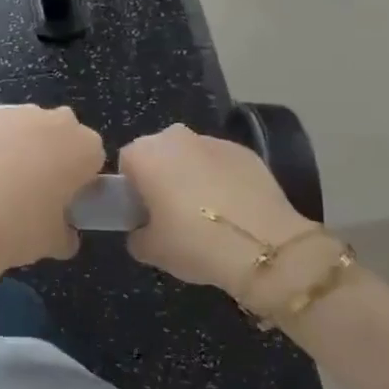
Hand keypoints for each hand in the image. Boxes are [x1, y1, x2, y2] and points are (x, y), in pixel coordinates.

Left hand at [0, 104, 104, 295]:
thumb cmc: (22, 229)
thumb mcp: (56, 242)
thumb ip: (68, 233)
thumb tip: (66, 233)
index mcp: (86, 149)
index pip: (94, 158)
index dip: (81, 178)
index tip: (67, 198)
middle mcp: (59, 122)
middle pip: (65, 133)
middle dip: (57, 152)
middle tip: (40, 185)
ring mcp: (22, 113)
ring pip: (34, 125)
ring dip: (28, 143)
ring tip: (8, 176)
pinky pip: (4, 126)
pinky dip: (0, 140)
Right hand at [119, 124, 340, 313]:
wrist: (262, 246)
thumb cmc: (194, 243)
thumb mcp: (151, 250)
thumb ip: (136, 236)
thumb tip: (141, 231)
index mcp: (145, 154)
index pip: (126, 164)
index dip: (132, 190)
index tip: (144, 214)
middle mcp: (175, 137)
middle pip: (159, 154)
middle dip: (162, 177)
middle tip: (171, 214)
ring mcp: (213, 141)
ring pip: (191, 156)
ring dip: (192, 176)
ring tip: (207, 214)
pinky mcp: (244, 151)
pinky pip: (221, 164)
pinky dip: (222, 180)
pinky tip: (233, 210)